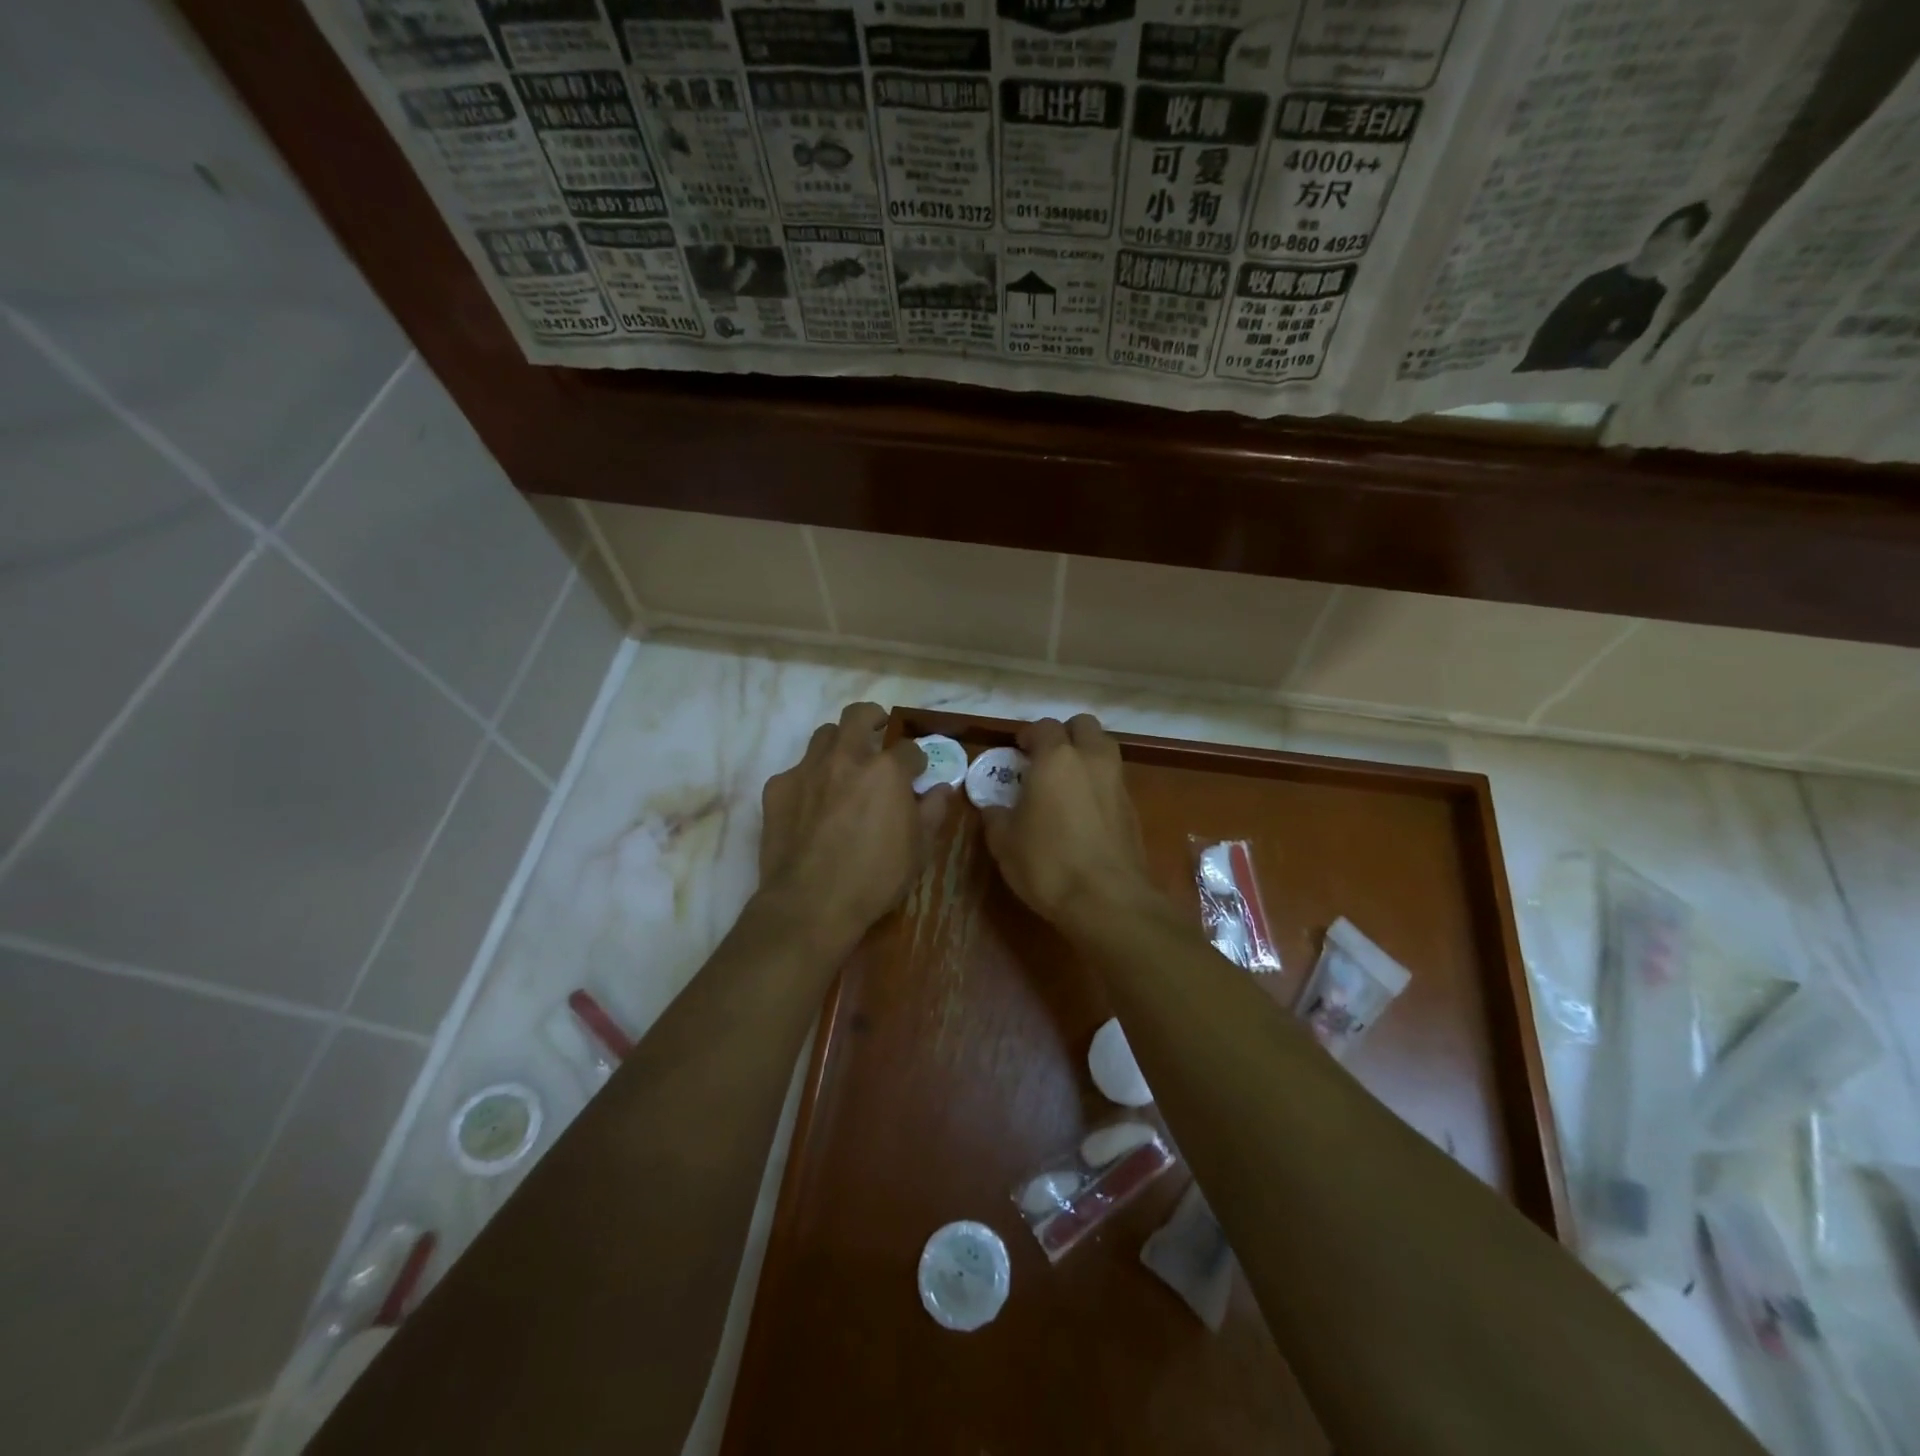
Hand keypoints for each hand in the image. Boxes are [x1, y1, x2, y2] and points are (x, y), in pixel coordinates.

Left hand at [757, 702, 952, 948]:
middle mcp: (845, 758)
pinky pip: (797, 770)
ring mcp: (807, 770)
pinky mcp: (777, 788)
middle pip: (859, 715)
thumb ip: (933, 811)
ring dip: (839, 743)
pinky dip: (810, 779)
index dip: (917, 761)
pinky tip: (813, 805)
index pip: (909, 749)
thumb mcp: (918, 849)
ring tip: (844, 766)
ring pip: (824, 735)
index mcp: (885, 771)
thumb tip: (942, 789)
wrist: (810, 904)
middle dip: (873, 718)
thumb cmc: (874, 879)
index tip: (917, 774)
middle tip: (879, 733)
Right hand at [980, 714, 1151, 929]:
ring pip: (1105, 750)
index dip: (1029, 734)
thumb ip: (996, 817)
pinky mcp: (1133, 809)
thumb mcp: (1004, 843)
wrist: (1107, 900)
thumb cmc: (1047, 864)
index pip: (1044, 726)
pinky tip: (1085, 812)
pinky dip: (1100, 785)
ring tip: (1067, 783)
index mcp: (1056, 759)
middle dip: (1066, 735)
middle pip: (1084, 726)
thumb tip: (993, 808)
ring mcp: (1118, 783)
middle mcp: (1091, 760)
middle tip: (1047, 759)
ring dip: (1087, 756)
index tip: (1018, 750)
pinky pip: (1114, 781)